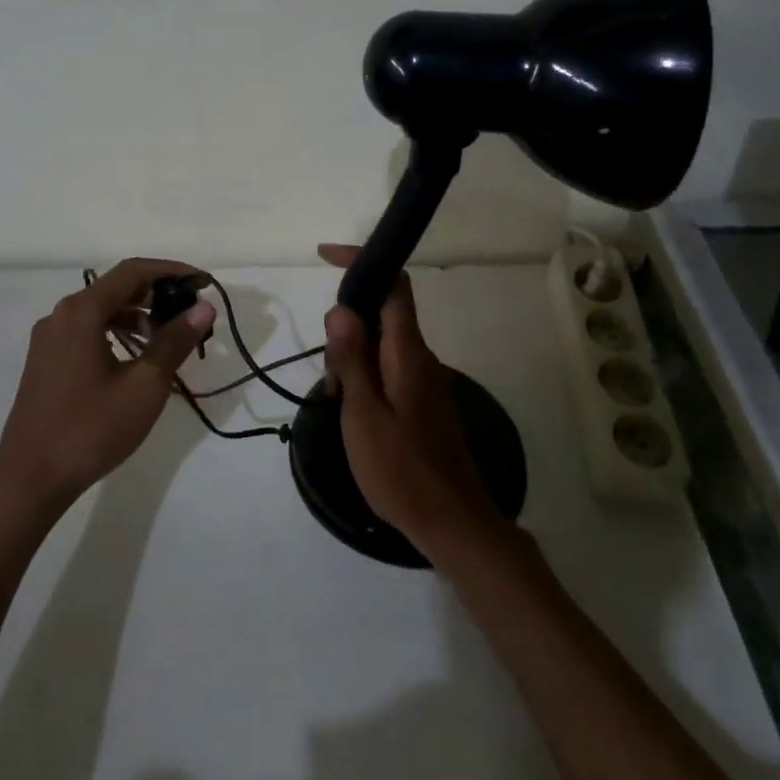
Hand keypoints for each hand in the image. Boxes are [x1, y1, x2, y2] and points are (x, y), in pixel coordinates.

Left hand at [0, 258, 215, 514]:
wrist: (30, 481)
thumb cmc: (91, 429)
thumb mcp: (144, 386)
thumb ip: (175, 341)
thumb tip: (204, 308)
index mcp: (82, 312)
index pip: (133, 271)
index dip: (171, 271)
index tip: (202, 284)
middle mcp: (62, 315)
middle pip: (116, 288)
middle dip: (157, 295)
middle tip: (191, 314)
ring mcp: (50, 338)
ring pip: (102, 311)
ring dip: (139, 316)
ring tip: (170, 338)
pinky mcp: (46, 361)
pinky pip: (88, 331)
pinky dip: (117, 333)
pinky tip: (138, 358)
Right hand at [318, 244, 508, 560]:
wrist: (453, 522)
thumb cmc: (402, 470)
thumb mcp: (363, 414)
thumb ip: (351, 359)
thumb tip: (341, 308)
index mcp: (408, 352)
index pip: (394, 285)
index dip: (364, 261)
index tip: (327, 257)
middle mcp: (421, 357)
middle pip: (383, 314)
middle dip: (347, 325)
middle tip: (330, 373)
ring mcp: (425, 380)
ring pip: (382, 345)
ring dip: (353, 358)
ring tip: (339, 402)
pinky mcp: (423, 402)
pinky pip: (389, 370)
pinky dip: (365, 378)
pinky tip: (354, 414)